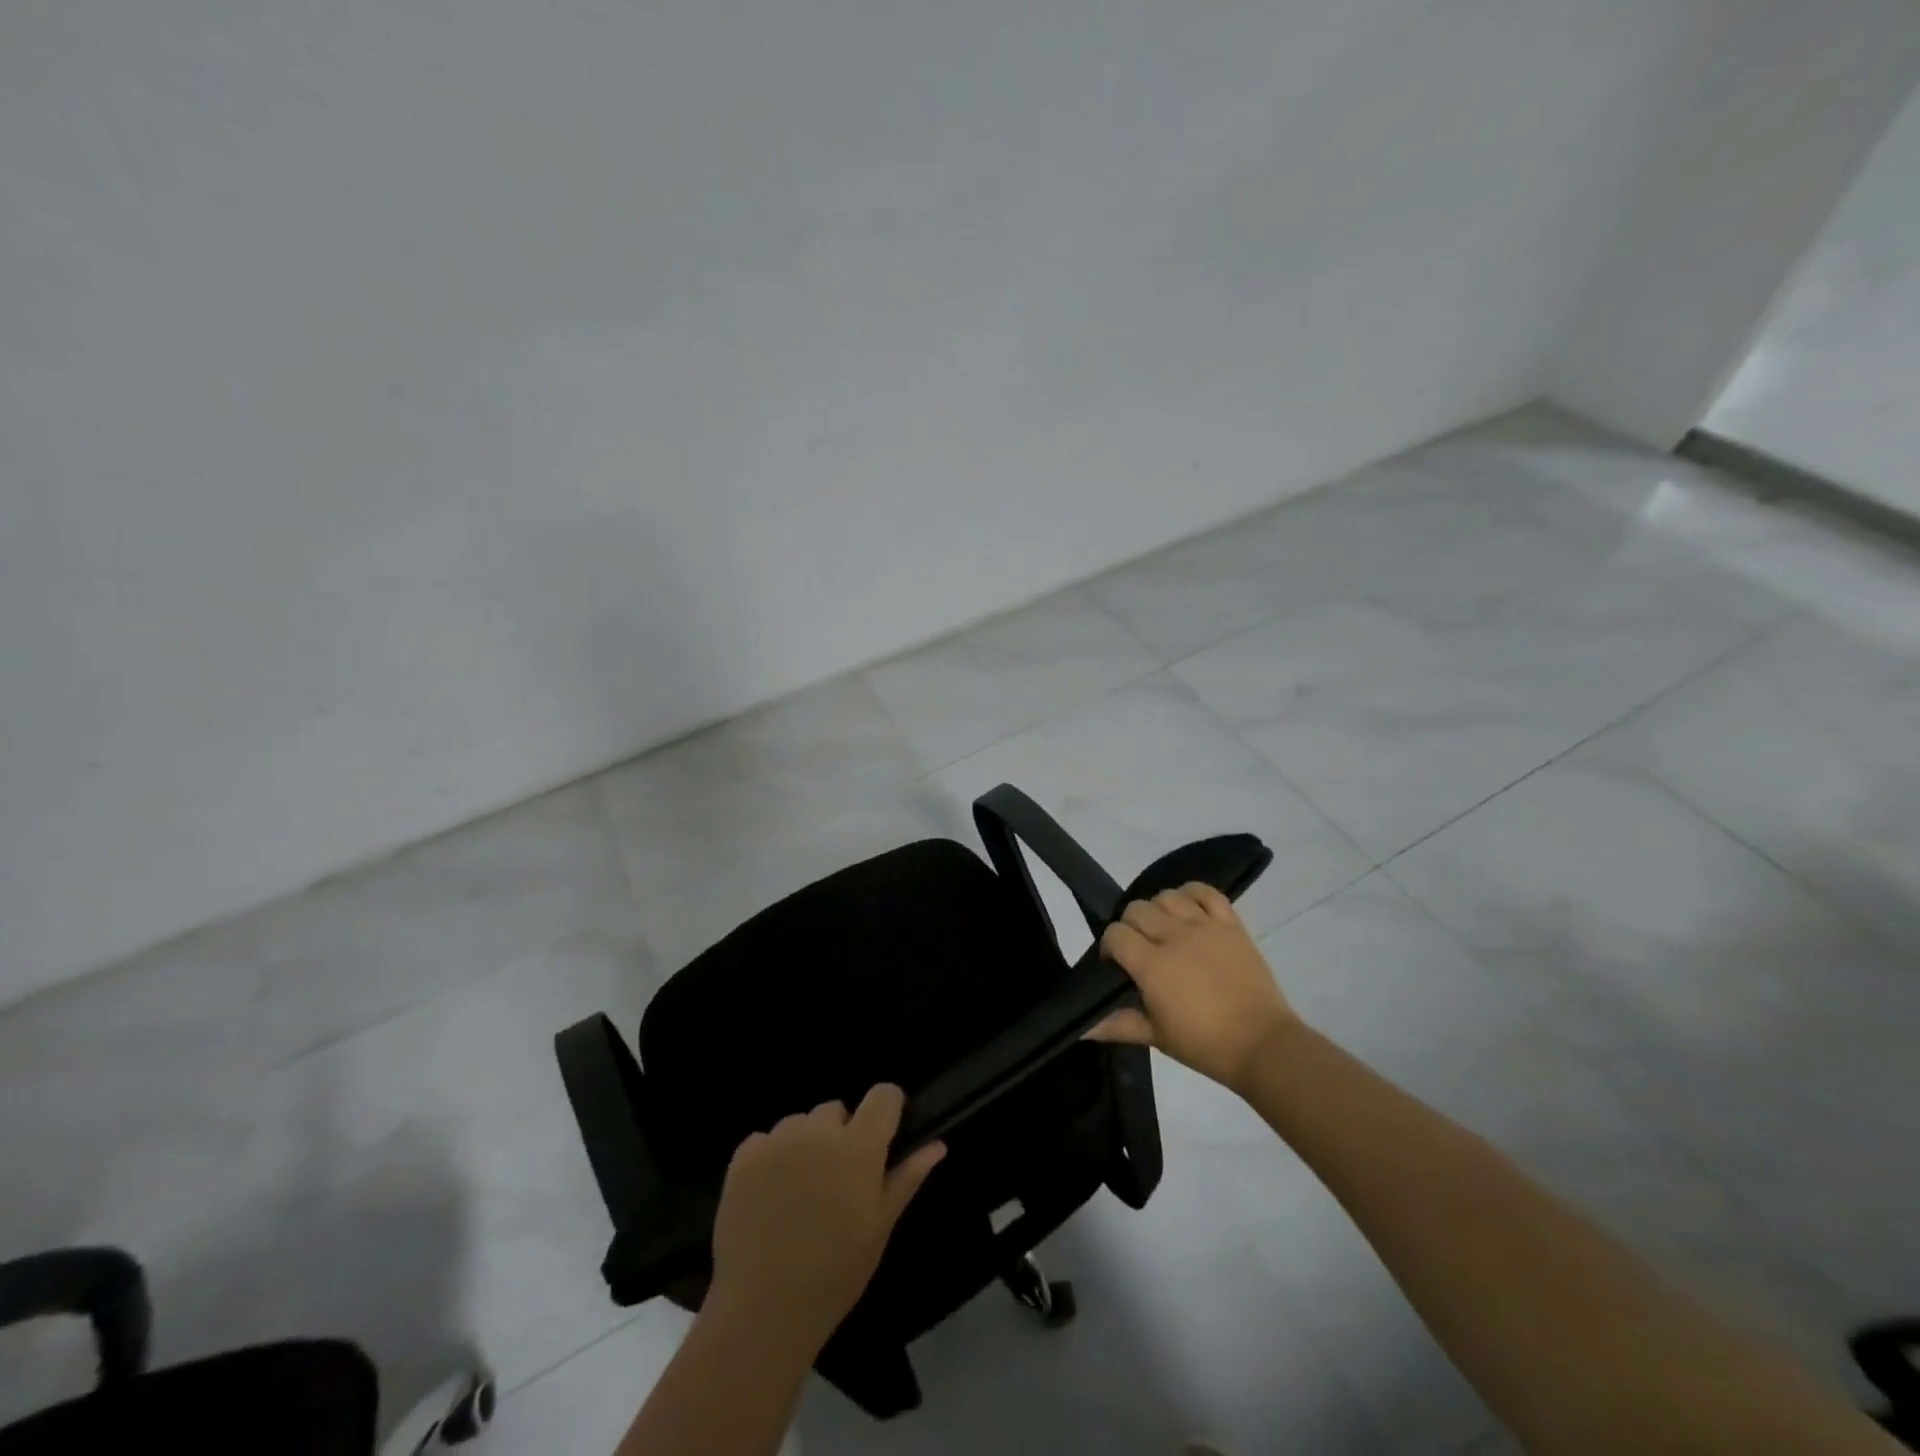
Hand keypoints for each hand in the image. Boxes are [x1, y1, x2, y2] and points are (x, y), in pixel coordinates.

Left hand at [708, 1085, 945, 1355]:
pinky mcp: (744, 1156)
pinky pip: (764, 1140)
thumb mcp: (880, 1227)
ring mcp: (778, 1140)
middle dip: (840, 1134)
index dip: (887, 1108)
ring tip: (800, 1191)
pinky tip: (769, 1195)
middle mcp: (819, 1131)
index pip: (883, 1095)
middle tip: (836, 1181)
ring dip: (805, 1144)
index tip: (883, 1135)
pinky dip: (770, 1158)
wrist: (763, 1310)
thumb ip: (907, 1177)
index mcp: (859, 1146)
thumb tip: (939, 1145)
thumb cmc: (835, 1273)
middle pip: (836, 1109)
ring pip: (800, 1123)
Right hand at [1087, 882, 1299, 1093]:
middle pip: (1136, 909)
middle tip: (1140, 951)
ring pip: (1167, 896)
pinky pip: (1207, 892)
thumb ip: (1118, 1024)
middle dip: (1129, 927)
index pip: (1115, 934)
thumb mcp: (1156, 1037)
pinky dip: (1192, 893)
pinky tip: (1188, 909)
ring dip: (1158, 909)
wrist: (1263, 1046)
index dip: (1109, 947)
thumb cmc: (1205, 1045)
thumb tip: (1081, 1027)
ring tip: (1164, 930)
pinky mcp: (1231, 925)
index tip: (1116, 966)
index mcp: (1152, 964)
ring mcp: (1205, 927)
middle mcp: (1175, 936)